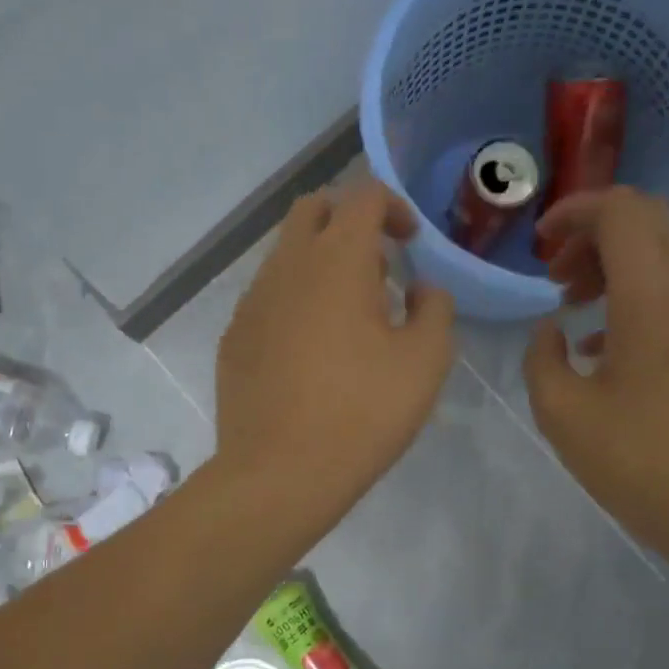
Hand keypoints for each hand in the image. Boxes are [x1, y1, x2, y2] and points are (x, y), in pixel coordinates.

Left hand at [216, 178, 454, 527]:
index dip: (394, 207)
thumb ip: (434, 308)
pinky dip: (294, 302)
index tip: (410, 245)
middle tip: (376, 270)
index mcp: (337, 260)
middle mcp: (286, 267)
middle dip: (348, 222)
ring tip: (348, 320)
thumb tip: (420, 288)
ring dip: (320, 264)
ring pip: (285, 255)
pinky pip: (267, 298)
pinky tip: (311, 353)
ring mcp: (251, 302)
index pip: (364, 195)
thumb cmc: (363, 413)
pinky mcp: (234, 337)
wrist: (280, 473)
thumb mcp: (426, 361)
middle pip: (313, 210)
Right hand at [523, 189, 668, 547]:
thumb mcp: (560, 412)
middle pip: (647, 221)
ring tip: (574, 307)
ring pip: (664, 252)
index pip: (621, 212)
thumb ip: (542, 357)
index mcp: (651, 297)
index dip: (574, 213)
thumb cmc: (634, 460)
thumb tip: (552, 330)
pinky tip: (603, 344)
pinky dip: (635, 292)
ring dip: (614, 263)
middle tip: (555, 276)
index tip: (538, 246)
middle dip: (593, 233)